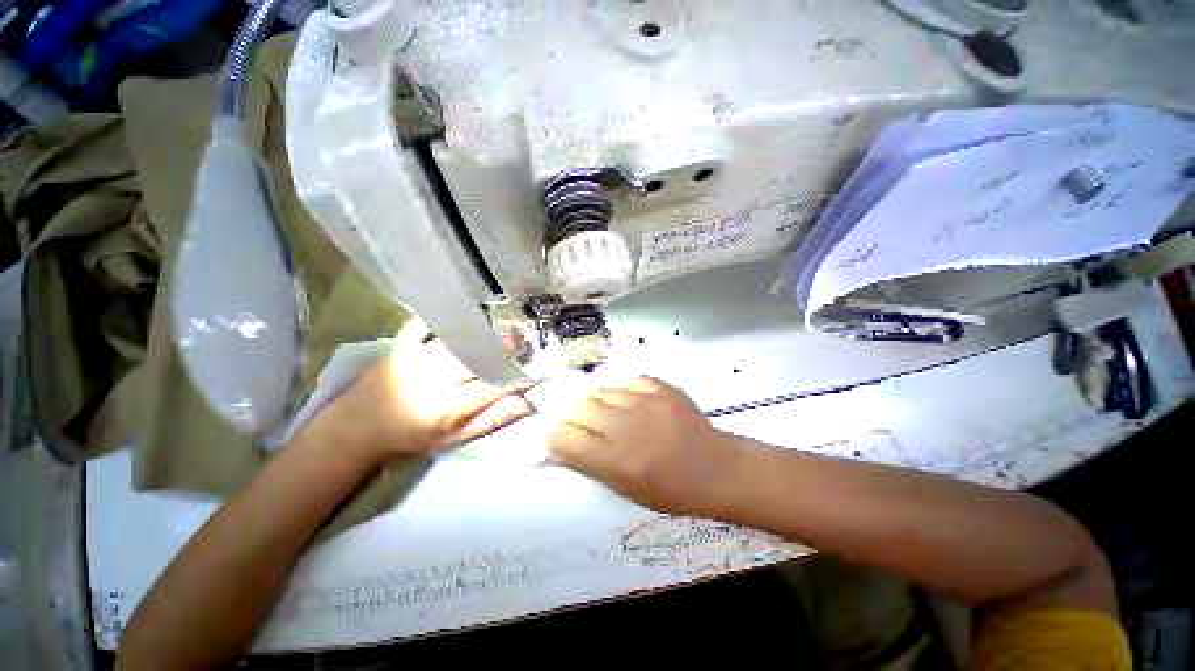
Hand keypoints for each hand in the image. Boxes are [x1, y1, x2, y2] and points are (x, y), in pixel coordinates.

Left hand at [306, 319, 534, 462]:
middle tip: (528, 341)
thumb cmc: (410, 438)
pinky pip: (425, 327)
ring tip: (507, 328)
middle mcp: (436, 380)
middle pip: (480, 358)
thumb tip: (526, 404)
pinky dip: (442, 318)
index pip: (496, 386)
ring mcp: (417, 359)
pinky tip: (462, 311)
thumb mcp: (453, 439)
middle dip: (508, 349)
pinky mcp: (402, 346)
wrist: (357, 427)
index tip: (540, 369)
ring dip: (487, 334)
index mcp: (450, 407)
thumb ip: (491, 421)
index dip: (520, 377)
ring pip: (461, 342)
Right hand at [547, 377, 742, 516]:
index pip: (564, 438)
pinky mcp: (661, 387)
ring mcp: (646, 402)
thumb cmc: (671, 491)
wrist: (717, 469)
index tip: (566, 442)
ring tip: (613, 416)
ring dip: (598, 405)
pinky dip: (623, 393)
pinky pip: (627, 382)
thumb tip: (561, 447)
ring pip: (600, 391)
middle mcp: (627, 428)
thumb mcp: (626, 491)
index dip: (558, 439)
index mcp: (617, 462)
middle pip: (578, 407)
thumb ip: (589, 465)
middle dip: (574, 418)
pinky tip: (634, 405)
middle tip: (586, 427)